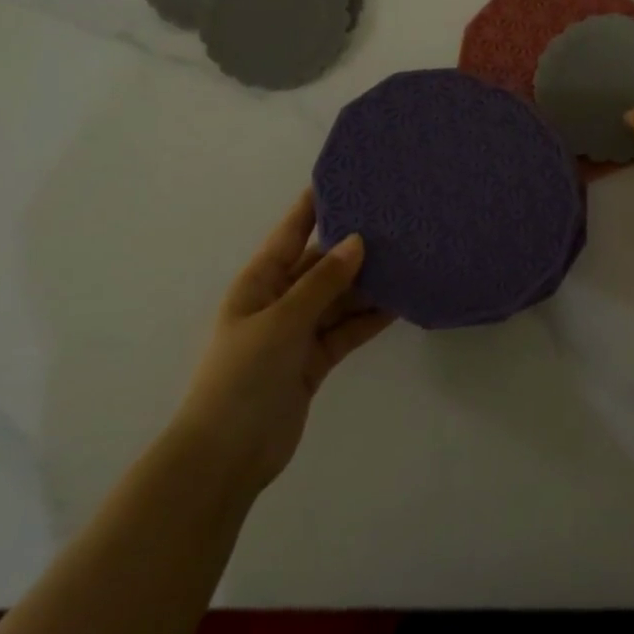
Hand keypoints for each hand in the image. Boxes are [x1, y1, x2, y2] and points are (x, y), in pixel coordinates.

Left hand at [176, 191, 392, 499]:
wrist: (227, 455)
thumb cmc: (243, 376)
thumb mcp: (282, 321)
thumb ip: (322, 283)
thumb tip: (357, 241)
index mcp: (260, 281)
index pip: (291, 232)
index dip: (315, 204)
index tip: (348, 178)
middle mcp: (280, 299)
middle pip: (322, 264)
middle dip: (353, 245)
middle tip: (396, 221)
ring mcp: (298, 331)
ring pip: (339, 297)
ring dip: (367, 283)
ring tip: (407, 258)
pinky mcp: (314, 359)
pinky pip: (346, 329)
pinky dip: (369, 319)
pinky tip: (400, 303)